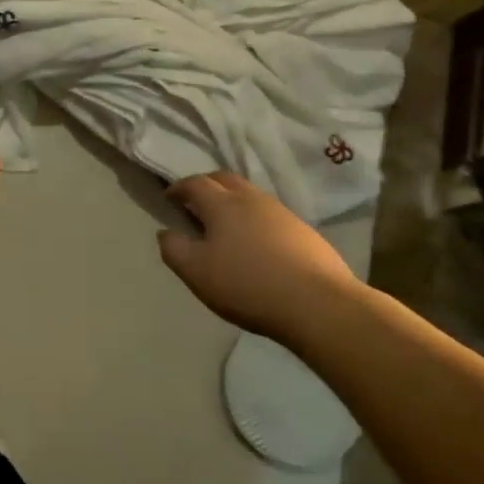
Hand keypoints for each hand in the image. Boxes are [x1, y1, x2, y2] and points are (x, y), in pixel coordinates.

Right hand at [158, 171, 357, 341]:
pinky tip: (256, 244)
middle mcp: (252, 199)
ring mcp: (281, 212)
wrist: (317, 304)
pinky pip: (270, 215)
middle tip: (195, 203)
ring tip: (224, 225)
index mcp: (222, 204)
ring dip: (232, 202)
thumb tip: (166, 232)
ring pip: (250, 195)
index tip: (169, 198)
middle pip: (225, 179)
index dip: (178, 188)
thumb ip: (173, 249)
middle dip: (206, 186)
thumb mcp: (196, 272)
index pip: (194, 183)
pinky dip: (254, 219)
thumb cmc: (247, 285)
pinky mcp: (303, 231)